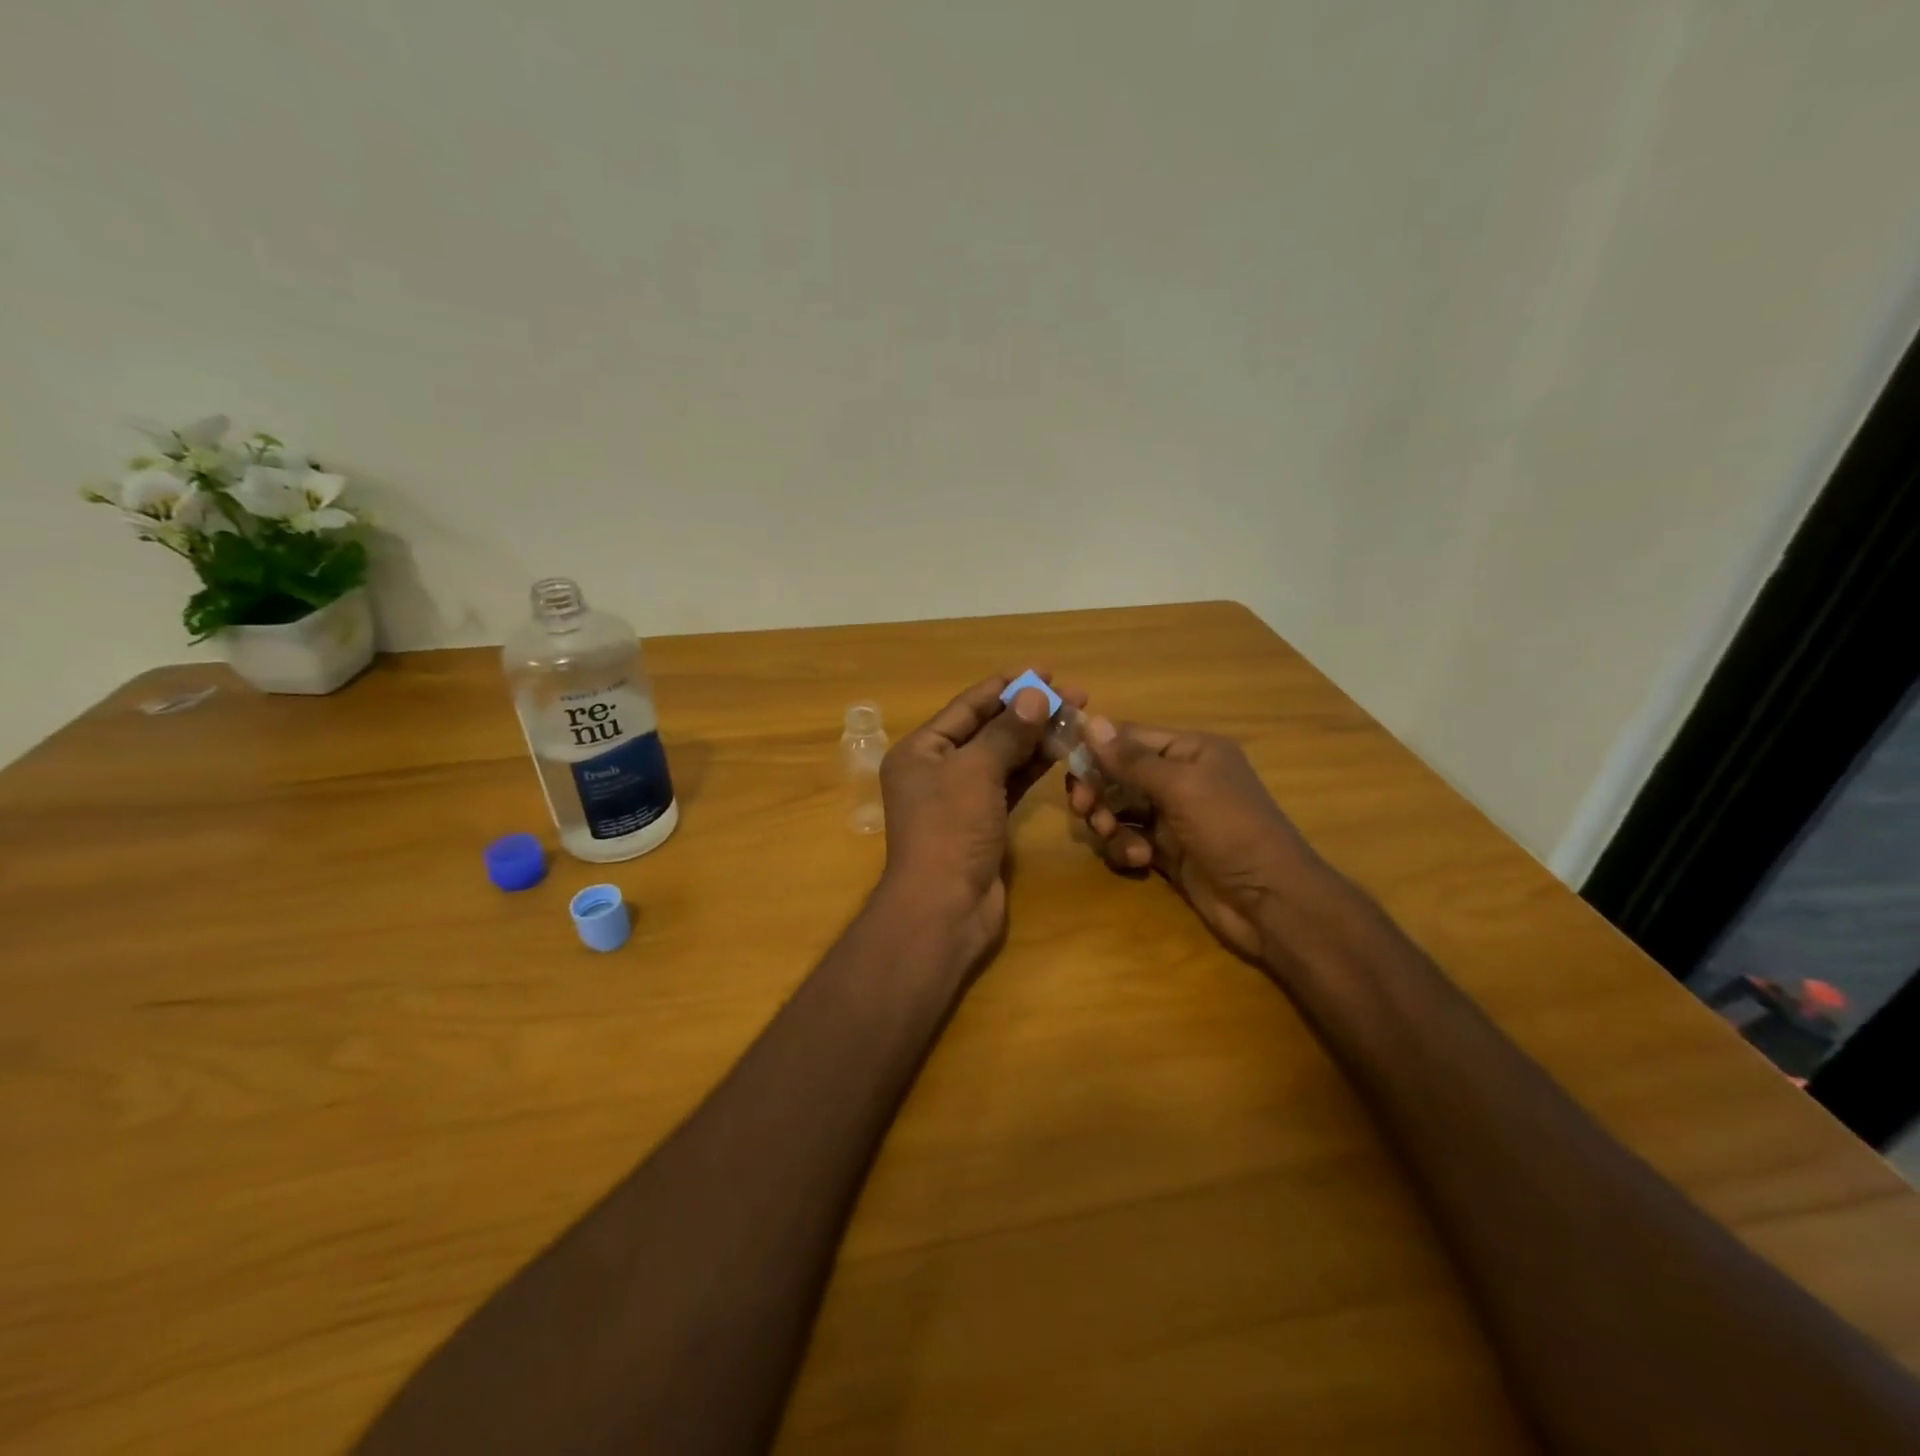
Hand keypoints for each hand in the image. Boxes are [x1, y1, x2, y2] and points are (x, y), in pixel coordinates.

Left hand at [878, 673, 1085, 964]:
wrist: (944, 908)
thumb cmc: (950, 830)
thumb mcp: (976, 772)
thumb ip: (1007, 732)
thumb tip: (1035, 693)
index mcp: (921, 750)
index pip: (967, 706)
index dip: (1006, 686)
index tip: (1046, 671)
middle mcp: (937, 769)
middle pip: (987, 730)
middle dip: (1028, 711)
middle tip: (1075, 695)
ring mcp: (961, 798)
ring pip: (1002, 757)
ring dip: (1036, 738)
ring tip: (1076, 717)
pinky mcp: (983, 822)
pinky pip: (1010, 784)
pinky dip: (1033, 768)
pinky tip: (1061, 751)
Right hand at [1066, 719, 1315, 960]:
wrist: (1270, 902)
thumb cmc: (1230, 830)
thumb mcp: (1181, 787)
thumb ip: (1132, 759)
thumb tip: (1092, 722)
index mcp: (1190, 751)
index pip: (1130, 737)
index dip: (1097, 748)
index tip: (1063, 762)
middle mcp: (1179, 778)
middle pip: (1118, 774)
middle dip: (1098, 789)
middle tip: (1084, 808)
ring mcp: (1172, 817)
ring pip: (1119, 809)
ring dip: (1109, 822)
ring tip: (1114, 836)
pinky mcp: (1167, 852)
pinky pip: (1129, 839)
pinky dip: (1126, 848)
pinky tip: (1140, 861)